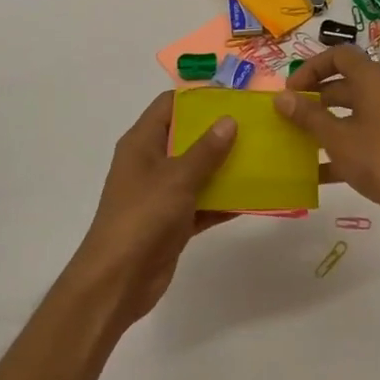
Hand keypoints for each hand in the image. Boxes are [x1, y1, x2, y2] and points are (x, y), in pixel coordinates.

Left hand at [70, 91, 236, 327]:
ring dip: (225, 167)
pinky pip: (202, 203)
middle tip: (256, 125)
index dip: (198, 98)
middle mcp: (150, 163)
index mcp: (142, 143)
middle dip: (219, 132)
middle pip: (187, 136)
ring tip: (262, 156)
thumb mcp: (177, 178)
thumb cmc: (143, 217)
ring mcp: (161, 194)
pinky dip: (223, 201)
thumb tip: (229, 120)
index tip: (233, 97)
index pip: (169, 105)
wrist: (117, 282)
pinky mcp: (172, 222)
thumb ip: (205, 150)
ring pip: (198, 171)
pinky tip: (254, 198)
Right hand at [277, 46, 379, 239]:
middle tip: (291, 115)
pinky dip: (343, 144)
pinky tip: (319, 171)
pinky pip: (365, 133)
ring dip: (327, 121)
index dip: (311, 67)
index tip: (290, 91)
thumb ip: (307, 116)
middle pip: (345, 82)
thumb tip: (281, 97)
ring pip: (354, 110)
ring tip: (300, 140)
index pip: (339, 55)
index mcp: (373, 79)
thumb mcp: (337, 138)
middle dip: (315, 96)